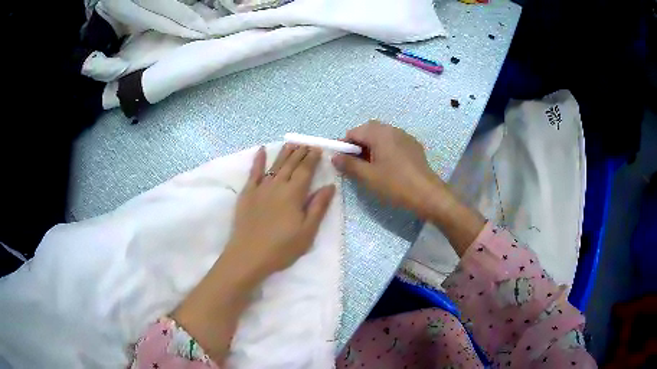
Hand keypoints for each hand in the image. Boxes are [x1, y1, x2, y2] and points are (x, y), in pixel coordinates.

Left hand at [171, 145, 334, 362]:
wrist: (248, 256)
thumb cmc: (281, 248)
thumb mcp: (307, 232)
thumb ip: (318, 207)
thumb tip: (330, 186)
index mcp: (294, 194)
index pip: (305, 170)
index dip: (312, 158)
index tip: (318, 148)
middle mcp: (278, 185)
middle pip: (291, 164)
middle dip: (301, 152)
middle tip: (307, 143)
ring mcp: (260, 188)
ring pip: (275, 165)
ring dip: (284, 153)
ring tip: (292, 143)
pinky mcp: (247, 194)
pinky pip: (253, 173)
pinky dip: (257, 160)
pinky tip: (261, 150)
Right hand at [332, 120, 442, 216]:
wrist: (427, 194)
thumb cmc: (395, 184)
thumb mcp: (367, 177)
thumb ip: (348, 164)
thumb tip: (334, 156)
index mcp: (379, 133)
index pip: (354, 132)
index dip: (344, 145)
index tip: (341, 161)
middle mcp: (392, 129)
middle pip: (368, 131)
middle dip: (358, 144)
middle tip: (355, 164)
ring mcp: (405, 136)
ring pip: (381, 136)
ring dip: (371, 146)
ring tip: (371, 166)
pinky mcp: (413, 146)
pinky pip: (393, 142)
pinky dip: (385, 149)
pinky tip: (388, 166)